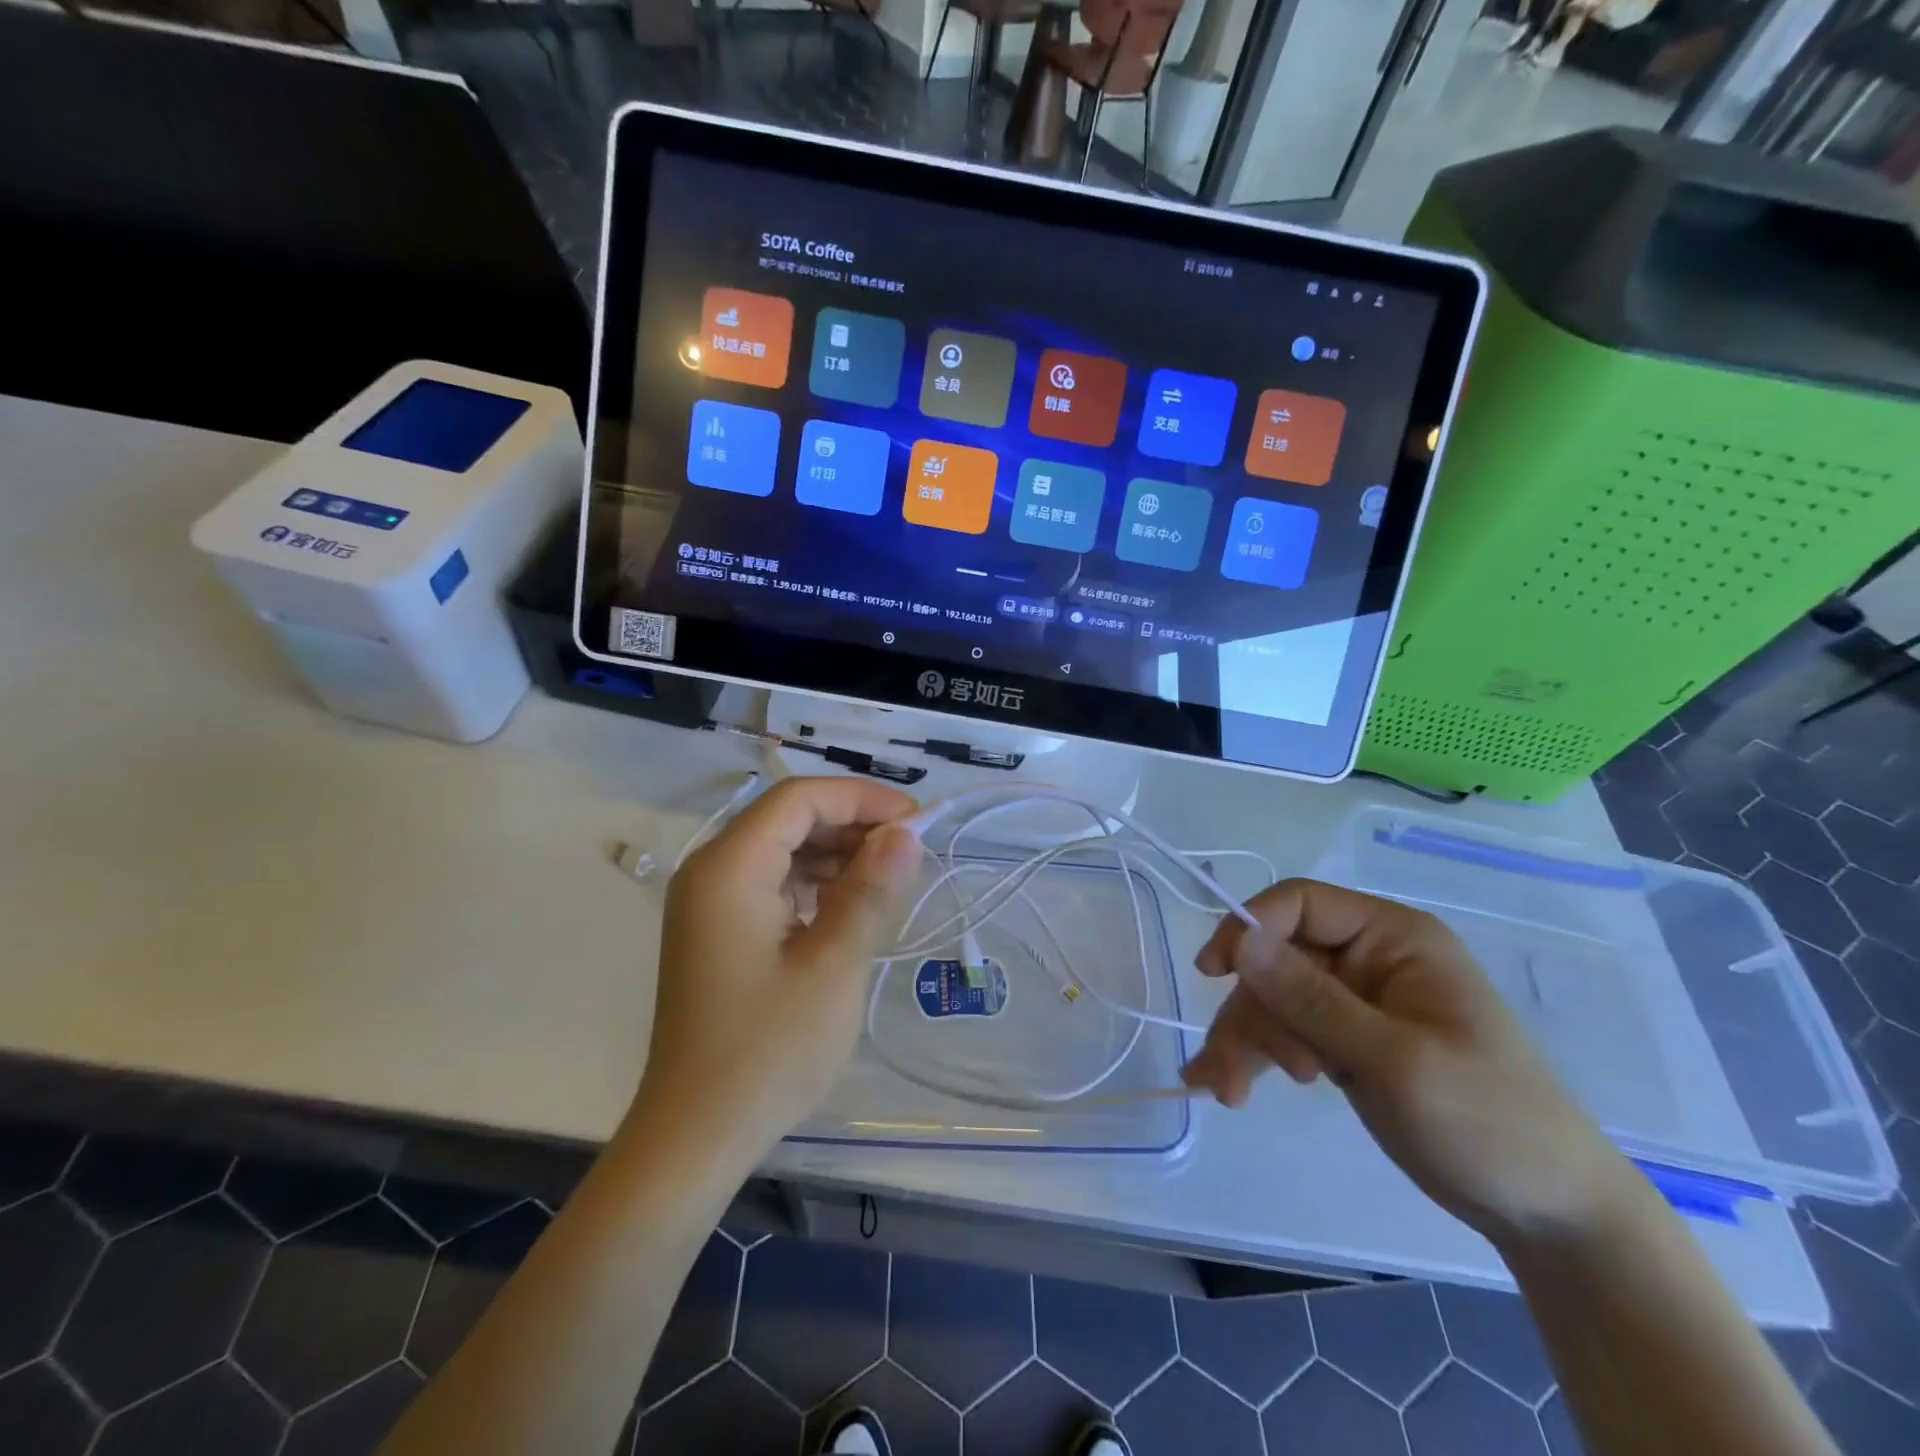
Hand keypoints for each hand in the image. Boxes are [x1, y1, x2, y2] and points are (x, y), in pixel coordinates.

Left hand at [636, 777, 922, 1162]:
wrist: (696, 1136)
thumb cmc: (768, 1049)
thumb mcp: (834, 966)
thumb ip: (870, 890)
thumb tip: (905, 834)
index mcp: (729, 868)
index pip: (798, 799)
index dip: (860, 798)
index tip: (915, 820)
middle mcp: (711, 871)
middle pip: (788, 819)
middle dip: (851, 824)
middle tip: (910, 849)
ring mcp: (710, 903)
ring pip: (782, 850)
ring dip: (836, 853)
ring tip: (890, 875)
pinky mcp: (718, 931)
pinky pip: (772, 884)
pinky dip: (814, 883)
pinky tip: (851, 904)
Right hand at [1182, 878, 1637, 1246]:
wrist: (1551, 1214)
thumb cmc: (1488, 1122)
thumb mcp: (1394, 1060)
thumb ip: (1310, 998)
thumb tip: (1240, 939)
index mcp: (1393, 938)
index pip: (1300, 904)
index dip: (1249, 928)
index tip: (1212, 973)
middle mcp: (1368, 959)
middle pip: (1276, 959)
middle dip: (1250, 1012)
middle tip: (1235, 1073)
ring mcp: (1355, 1003)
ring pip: (1272, 999)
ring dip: (1245, 1042)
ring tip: (1229, 1093)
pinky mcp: (1345, 1043)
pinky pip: (1285, 1032)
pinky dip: (1255, 1057)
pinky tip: (1226, 1088)